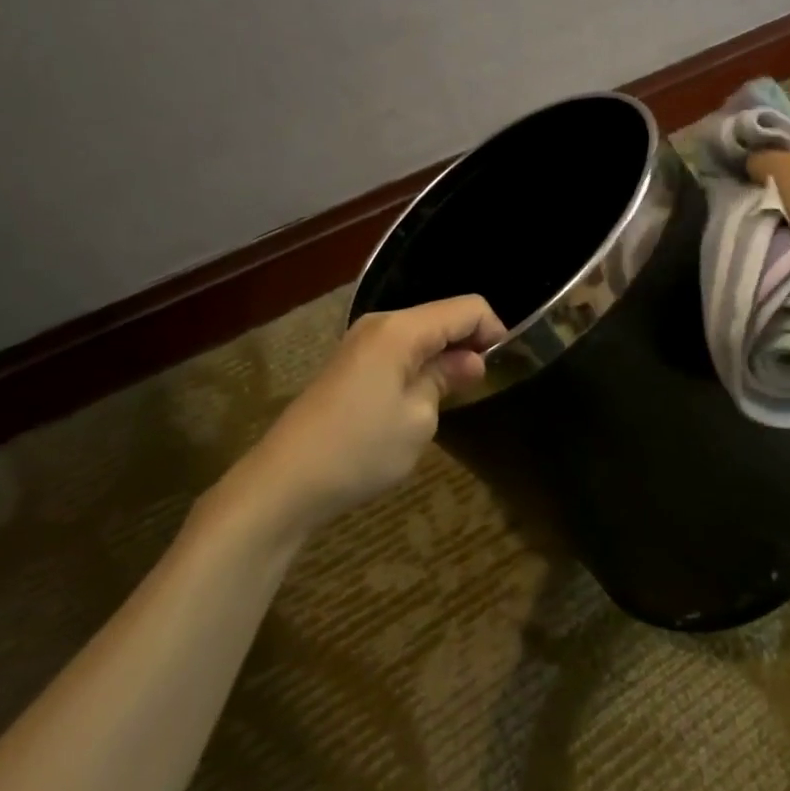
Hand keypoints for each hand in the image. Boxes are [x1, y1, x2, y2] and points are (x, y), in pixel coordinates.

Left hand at [224, 295, 505, 532]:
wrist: (283, 482)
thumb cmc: (359, 449)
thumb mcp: (418, 420)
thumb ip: (447, 379)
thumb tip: (469, 362)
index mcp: (401, 329)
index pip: (467, 308)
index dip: (494, 331)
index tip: (506, 366)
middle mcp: (381, 323)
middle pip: (443, 315)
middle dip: (468, 342)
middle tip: (482, 386)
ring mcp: (361, 341)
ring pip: (421, 333)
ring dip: (443, 355)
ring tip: (455, 395)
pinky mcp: (349, 363)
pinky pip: (398, 349)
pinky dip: (419, 364)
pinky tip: (421, 398)